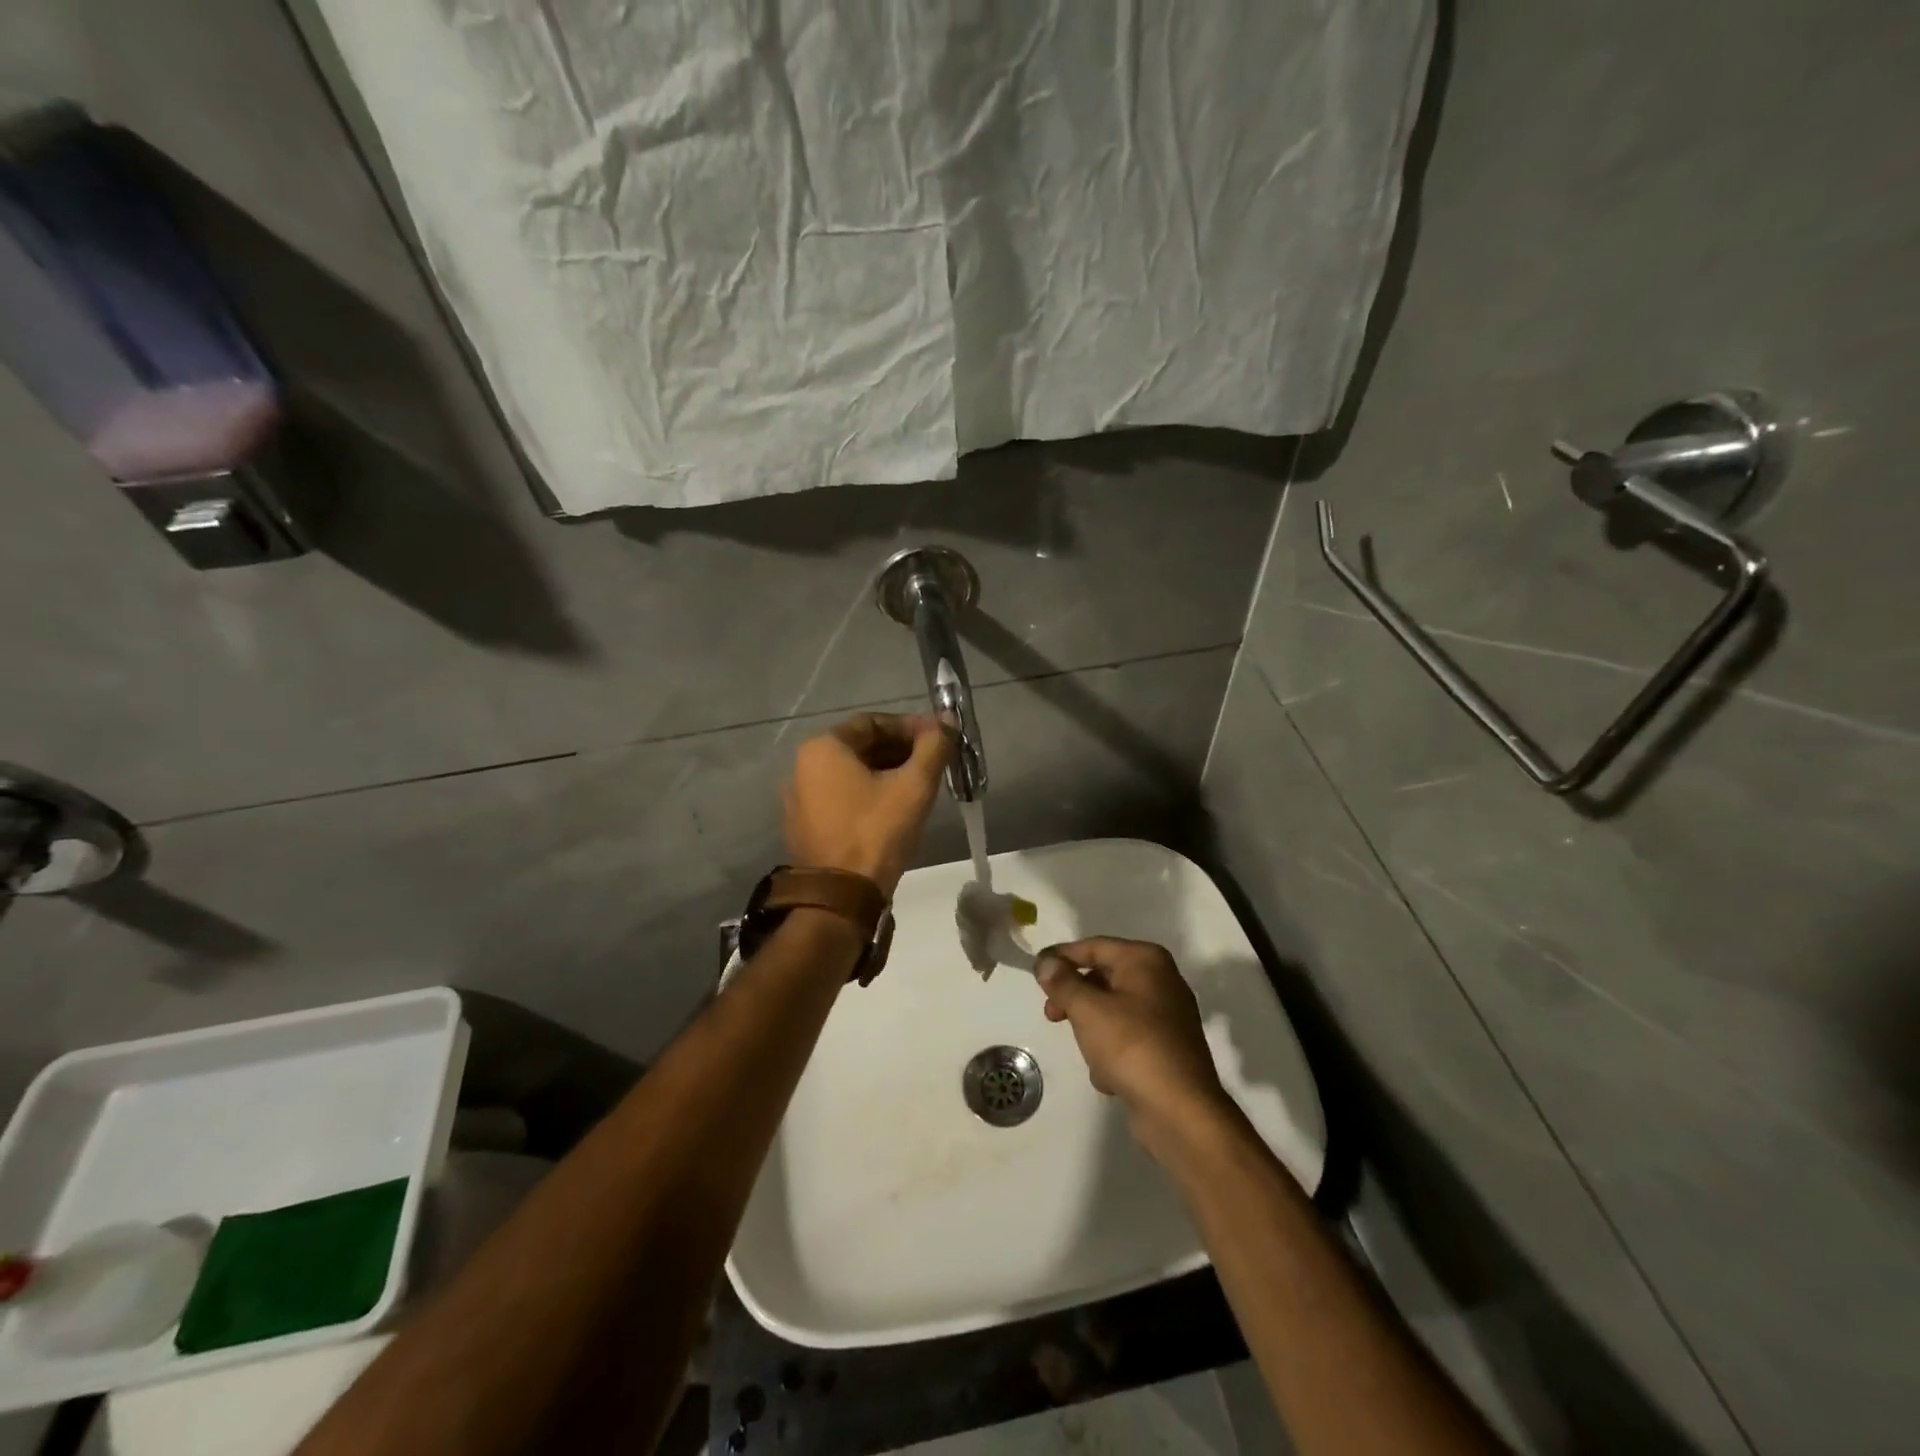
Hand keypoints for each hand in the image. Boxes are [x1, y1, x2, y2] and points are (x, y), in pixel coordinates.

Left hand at [783, 713, 950, 894]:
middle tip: (934, 763)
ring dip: (887, 773)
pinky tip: (895, 810)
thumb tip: (949, 720)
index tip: (939, 739)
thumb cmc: (876, 832)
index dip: (911, 727)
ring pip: (852, 773)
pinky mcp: (805, 825)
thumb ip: (934, 746)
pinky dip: (869, 795)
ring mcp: (799, 798)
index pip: (873, 722)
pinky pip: (841, 797)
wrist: (840, 898)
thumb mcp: (914, 786)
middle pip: (861, 747)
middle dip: (900, 751)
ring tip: (920, 787)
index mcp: (822, 747)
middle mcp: (803, 766)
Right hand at [1037, 938, 1229, 1145]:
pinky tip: (1109, 1076)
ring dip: (1093, 1031)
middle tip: (1051, 1015)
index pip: (1094, 946)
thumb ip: (1062, 982)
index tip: (1035, 971)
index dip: (1062, 956)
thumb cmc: (1132, 1046)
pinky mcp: (1167, 1049)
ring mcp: (1167, 1016)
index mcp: (1146, 960)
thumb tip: (1046, 962)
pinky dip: (1113, 1052)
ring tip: (1089, 1055)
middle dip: (1075, 998)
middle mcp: (1161, 981)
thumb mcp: (1087, 1009)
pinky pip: (1128, 1038)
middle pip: (1103, 978)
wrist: (1180, 1112)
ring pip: (1113, 1011)